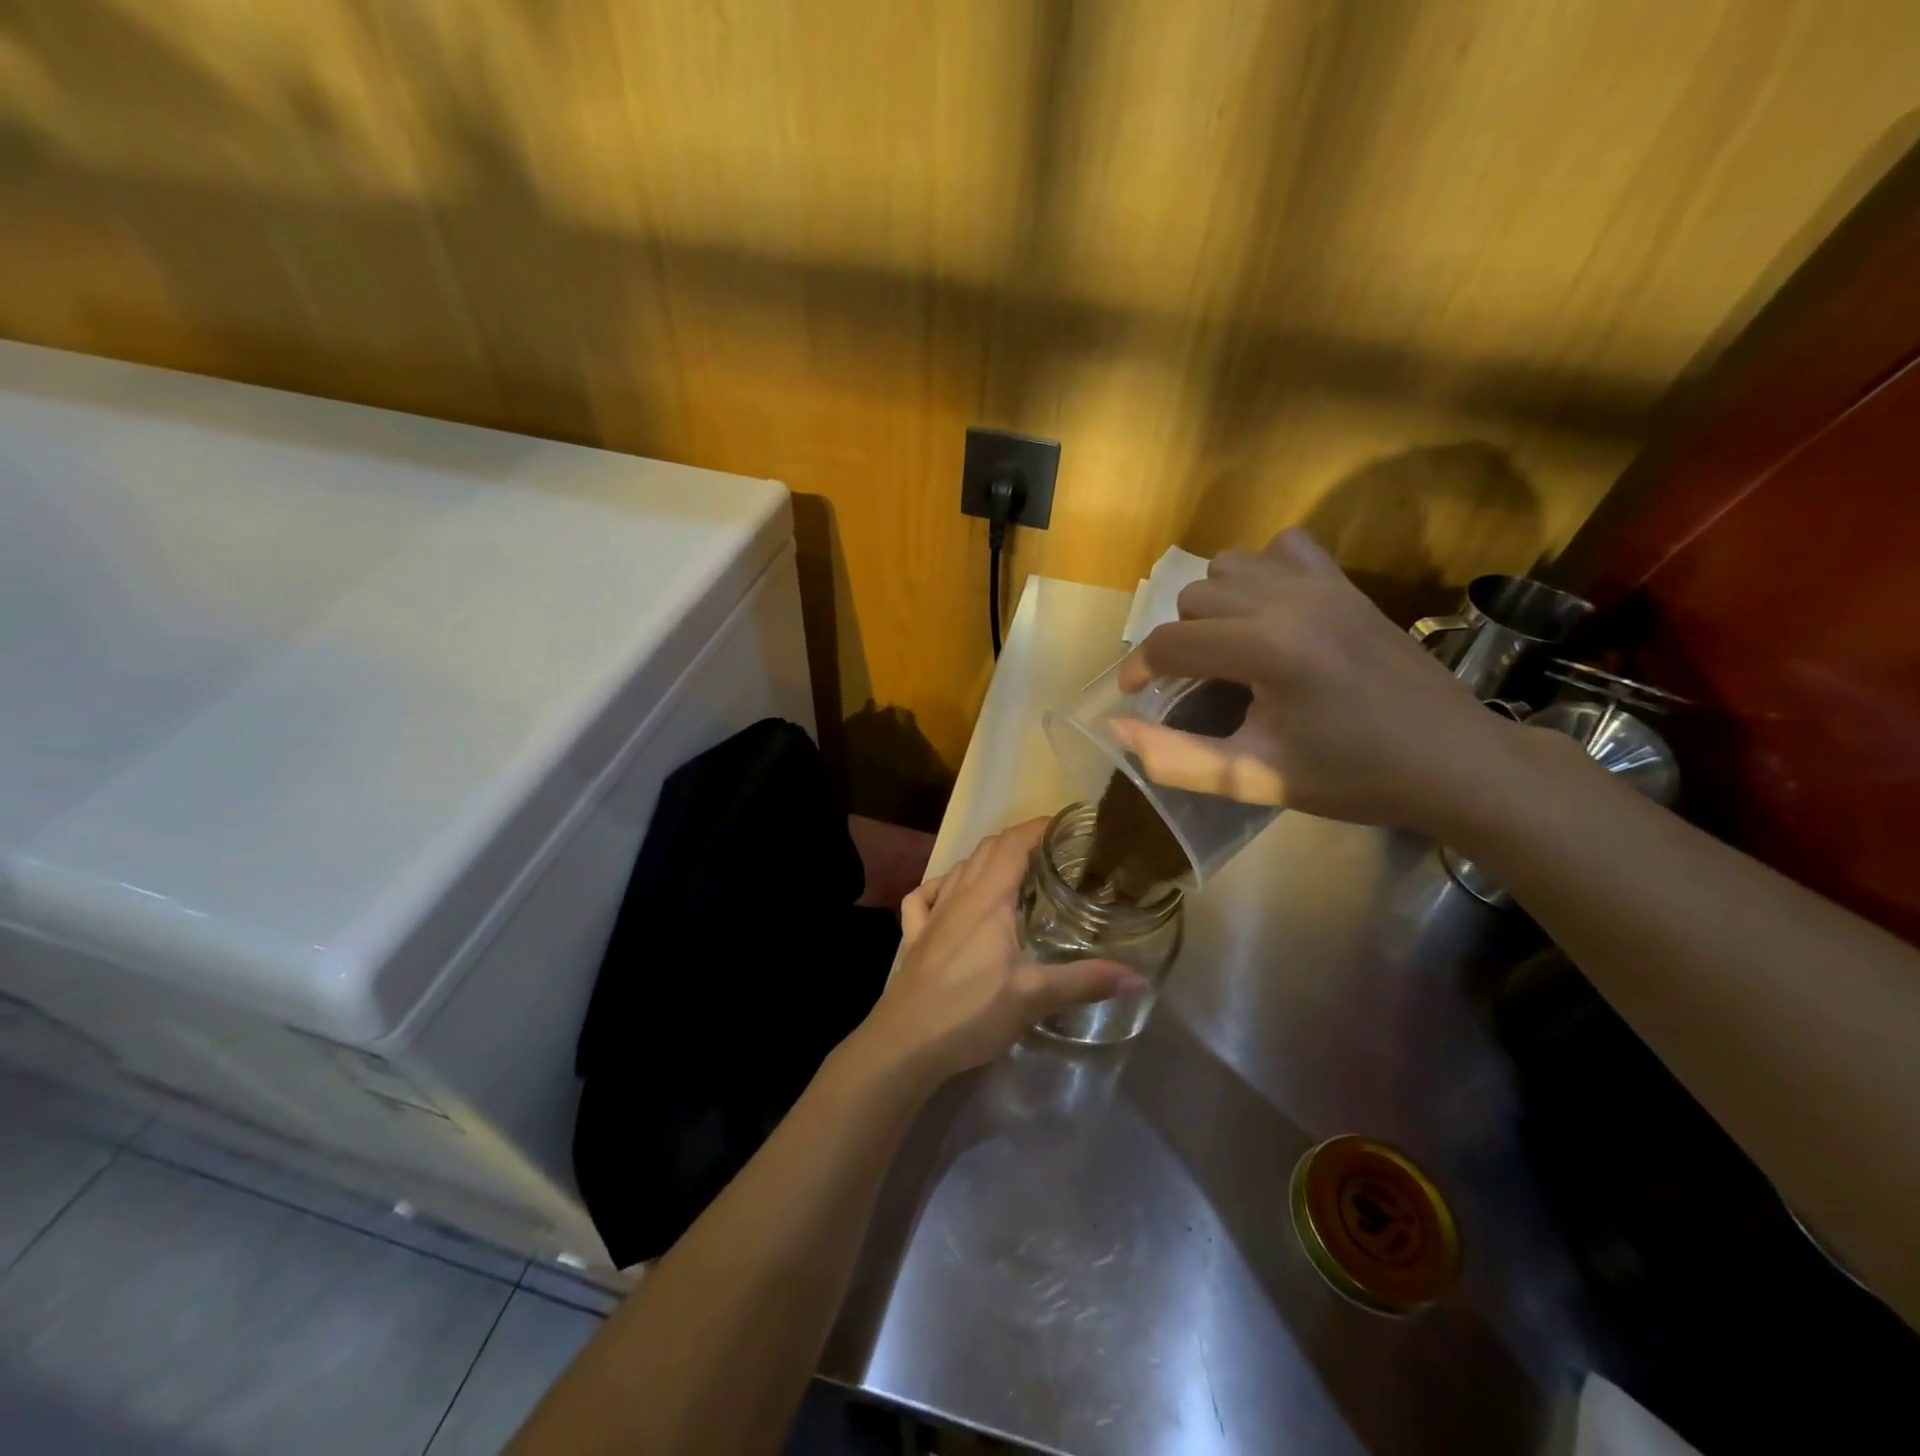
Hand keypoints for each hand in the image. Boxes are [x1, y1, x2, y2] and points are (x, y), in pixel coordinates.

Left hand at [858, 818, 1147, 1079]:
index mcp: (989, 897)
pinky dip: (942, 886)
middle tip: (1053, 852)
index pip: (1014, 843)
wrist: (906, 1042)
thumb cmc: (971, 1011)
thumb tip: (1140, 978)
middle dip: (1020, 840)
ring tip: (1014, 871)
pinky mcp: (914, 936)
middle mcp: (958, 894)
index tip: (1068, 826)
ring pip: (960, 868)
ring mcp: (932, 914)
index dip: (1039, 827)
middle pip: (988, 849)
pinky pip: (924, 896)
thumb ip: (1086, 981)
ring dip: (986, 860)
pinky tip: (949, 896)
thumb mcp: (1035, 997)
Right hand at [1116, 527, 1521, 836]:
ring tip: (1227, 648)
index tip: (1136, 695)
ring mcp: (1323, 584)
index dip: (1139, 669)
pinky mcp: (1347, 583)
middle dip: (1179, 642)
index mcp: (1267, 651)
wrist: (1454, 761)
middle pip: (1193, 599)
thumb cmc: (1352, 778)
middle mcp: (1289, 601)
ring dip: (1213, 605)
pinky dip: (1261, 573)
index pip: (1171, 643)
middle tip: (1192, 686)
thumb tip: (1117, 728)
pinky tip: (1270, 613)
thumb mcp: (1254, 779)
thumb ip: (1176, 757)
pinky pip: (1283, 548)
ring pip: (1229, 566)